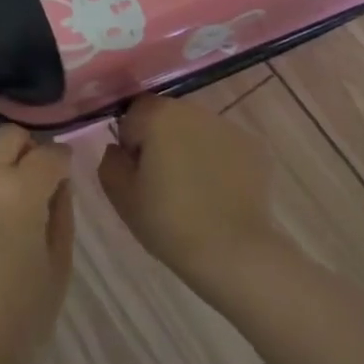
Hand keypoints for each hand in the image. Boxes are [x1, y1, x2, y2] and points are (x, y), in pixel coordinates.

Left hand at [0, 125, 74, 363]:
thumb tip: (57, 181)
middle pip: (6, 137)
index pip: (48, 154)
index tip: (62, 173)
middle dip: (24, 150)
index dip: (60, 161)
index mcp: (20, 192)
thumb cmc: (21, 322)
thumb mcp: (58, 268)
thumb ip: (61, 212)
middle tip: (29, 182)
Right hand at [98, 96, 278, 288]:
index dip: (131, 144)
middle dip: (161, 142)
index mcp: (158, 115)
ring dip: (190, 149)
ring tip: (194, 191)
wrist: (234, 254)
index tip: (138, 175)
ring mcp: (227, 126)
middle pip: (166, 117)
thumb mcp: (122, 197)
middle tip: (163, 184)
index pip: (133, 115)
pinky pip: (223, 147)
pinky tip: (219, 194)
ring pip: (196, 130)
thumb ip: (110, 162)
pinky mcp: (253, 147)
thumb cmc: (170, 223)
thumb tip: (119, 150)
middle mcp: (193, 110)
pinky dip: (218, 162)